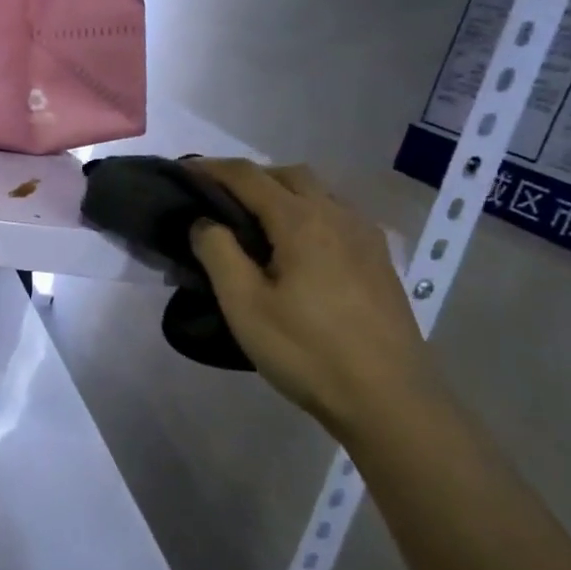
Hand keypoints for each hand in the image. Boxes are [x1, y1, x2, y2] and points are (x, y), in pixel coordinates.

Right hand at [189, 159, 438, 431]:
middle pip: (288, 174)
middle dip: (248, 177)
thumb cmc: (307, 351)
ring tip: (252, 223)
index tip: (180, 170)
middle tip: (216, 199)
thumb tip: (204, 221)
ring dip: (280, 193)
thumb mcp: (244, 304)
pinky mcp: (378, 261)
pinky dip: (305, 214)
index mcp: (301, 220)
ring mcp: (364, 237)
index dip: (210, 168)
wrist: (390, 400)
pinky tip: (295, 248)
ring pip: (317, 193)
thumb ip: (217, 252)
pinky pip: (336, 216)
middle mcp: (337, 215)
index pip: (247, 176)